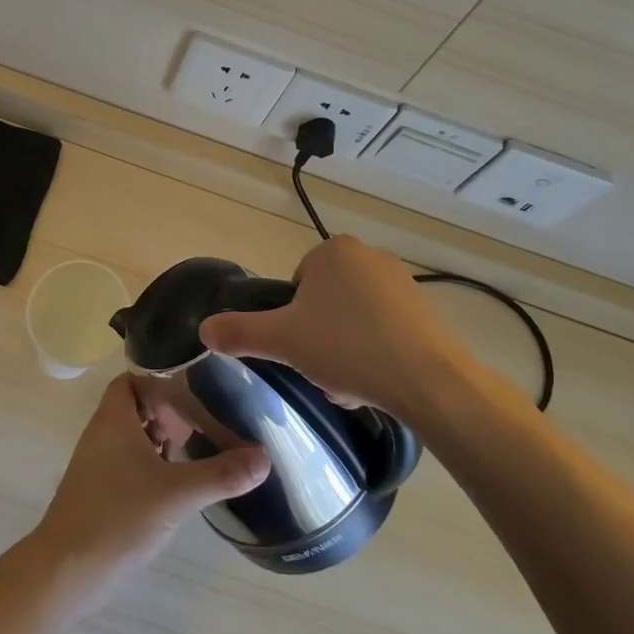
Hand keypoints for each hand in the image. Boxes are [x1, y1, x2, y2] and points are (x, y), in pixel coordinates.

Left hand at [31, 375, 267, 606]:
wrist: (66, 572)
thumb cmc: (118, 517)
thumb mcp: (177, 494)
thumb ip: (221, 474)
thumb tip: (265, 457)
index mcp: (114, 418)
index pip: (134, 378)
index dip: (162, 378)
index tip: (196, 386)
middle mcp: (102, 433)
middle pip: (137, 407)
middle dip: (170, 412)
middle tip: (205, 422)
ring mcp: (98, 465)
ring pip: (134, 437)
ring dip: (163, 441)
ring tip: (198, 450)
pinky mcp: (100, 492)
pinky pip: (130, 464)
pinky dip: (153, 466)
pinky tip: (178, 485)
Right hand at [199, 235, 470, 417]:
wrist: (429, 381)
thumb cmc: (348, 348)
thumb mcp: (283, 341)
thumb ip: (239, 332)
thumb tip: (204, 330)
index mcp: (333, 250)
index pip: (296, 285)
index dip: (292, 320)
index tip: (300, 349)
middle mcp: (369, 255)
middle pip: (324, 302)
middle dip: (319, 337)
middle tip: (322, 370)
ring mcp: (402, 282)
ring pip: (353, 319)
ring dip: (345, 349)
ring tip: (351, 384)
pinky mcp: (426, 310)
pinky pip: (384, 329)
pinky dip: (375, 353)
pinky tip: (378, 382)